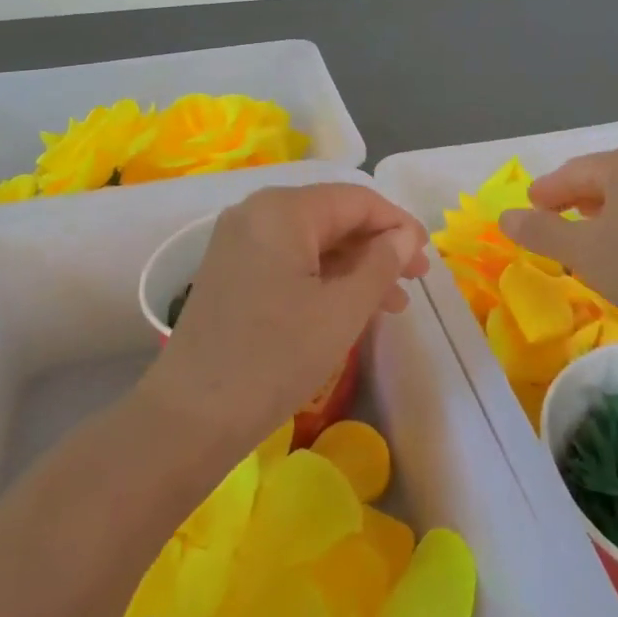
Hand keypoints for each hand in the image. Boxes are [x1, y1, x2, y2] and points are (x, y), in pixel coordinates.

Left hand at [138, 184, 429, 457]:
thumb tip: (405, 235)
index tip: (427, 257)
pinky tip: (351, 306)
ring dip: (355, 267)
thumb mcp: (341, 311)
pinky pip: (290, 259)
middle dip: (378, 247)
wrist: (190, 417)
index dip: (398, 224)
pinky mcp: (232, 270)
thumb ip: (381, 264)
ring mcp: (240, 241)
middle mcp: (257, 212)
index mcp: (283, 209)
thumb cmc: (275, 357)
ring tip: (393, 303)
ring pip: (313, 241)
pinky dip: (324, 278)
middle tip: (415, 281)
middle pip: (333, 217)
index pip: (356, 200)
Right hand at [497, 146, 617, 332]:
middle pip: (601, 177)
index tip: (529, 208)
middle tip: (552, 220)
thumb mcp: (580, 250)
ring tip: (583, 234)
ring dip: (600, 210)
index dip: (546, 191)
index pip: (573, 172)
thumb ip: (540, 231)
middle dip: (573, 197)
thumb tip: (505, 218)